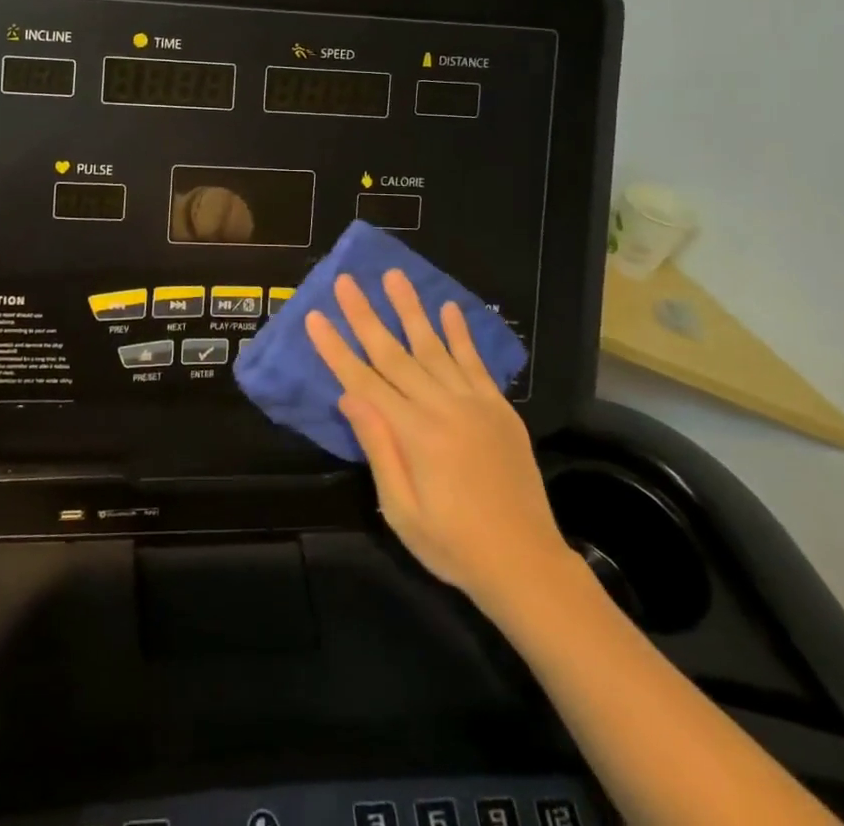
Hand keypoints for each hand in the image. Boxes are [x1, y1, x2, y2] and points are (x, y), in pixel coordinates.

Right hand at [306, 271, 574, 622]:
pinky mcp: (499, 409)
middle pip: (394, 354)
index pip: (363, 380)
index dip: (336, 348)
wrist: (528, 566)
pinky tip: (448, 308)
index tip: (315, 316)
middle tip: (345, 281)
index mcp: (415, 435)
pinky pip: (475, 363)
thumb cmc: (455, 546)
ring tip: (394, 276)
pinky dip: (461, 334)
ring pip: (434, 347)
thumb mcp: (402, 511)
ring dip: (411, 309)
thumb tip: (348, 397)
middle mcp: (443, 408)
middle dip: (365, 315)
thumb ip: (378, 449)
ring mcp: (474, 404)